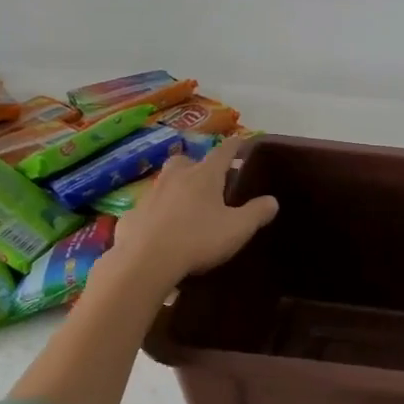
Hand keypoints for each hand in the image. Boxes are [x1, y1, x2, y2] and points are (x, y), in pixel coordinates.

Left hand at [106, 141, 278, 290]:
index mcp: (204, 175)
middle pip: (186, 160)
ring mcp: (150, 194)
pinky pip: (147, 208)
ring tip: (185, 207)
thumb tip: (272, 201)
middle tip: (206, 179)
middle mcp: (176, 177)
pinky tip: (160, 231)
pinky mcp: (131, 215)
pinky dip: (156, 214)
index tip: (240, 141)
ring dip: (175, 188)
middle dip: (196, 165)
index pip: (223, 151)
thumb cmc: (197, 239)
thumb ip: (257, 213)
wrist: (144, 262)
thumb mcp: (238, 229)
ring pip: (164, 182)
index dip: (234, 146)